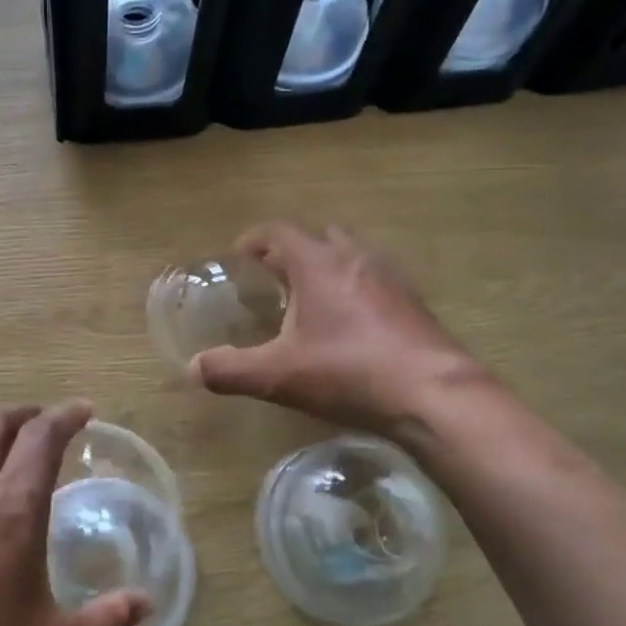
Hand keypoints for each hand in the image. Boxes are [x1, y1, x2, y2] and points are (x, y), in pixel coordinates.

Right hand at [190, 223, 481, 435]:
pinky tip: (350, 323)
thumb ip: (231, 370)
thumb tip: (192, 368)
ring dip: (327, 265)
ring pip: (351, 254)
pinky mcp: (413, 301)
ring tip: (310, 298)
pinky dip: (355, 287)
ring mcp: (389, 277)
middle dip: (292, 249)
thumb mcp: (279, 376)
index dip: (254, 239)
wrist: (432, 393)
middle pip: (319, 234)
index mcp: (318, 264)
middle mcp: (355, 258)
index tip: (238, 256)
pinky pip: (375, 278)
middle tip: (273, 277)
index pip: (279, 231)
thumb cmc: (349, 373)